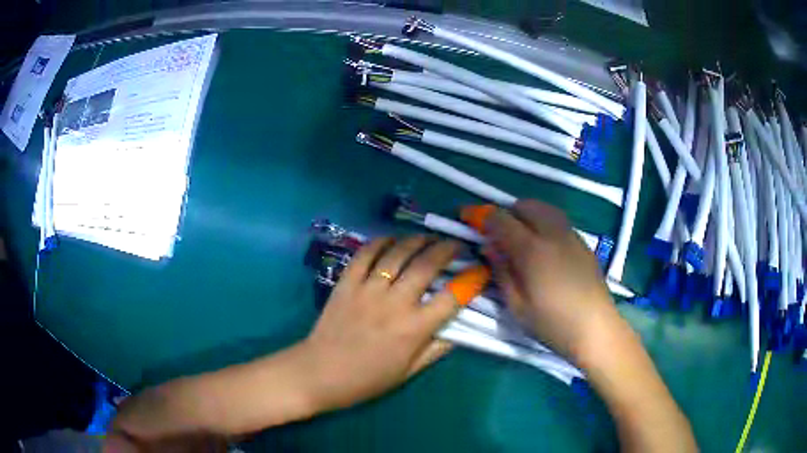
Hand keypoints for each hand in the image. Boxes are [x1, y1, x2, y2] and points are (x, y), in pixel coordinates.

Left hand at [298, 236, 462, 411]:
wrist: (320, 373)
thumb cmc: (368, 379)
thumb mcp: (409, 372)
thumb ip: (436, 349)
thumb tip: (459, 329)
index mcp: (414, 329)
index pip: (452, 297)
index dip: (472, 280)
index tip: (480, 270)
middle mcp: (395, 303)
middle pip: (428, 265)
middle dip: (447, 249)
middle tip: (456, 244)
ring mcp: (369, 289)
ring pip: (398, 253)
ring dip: (418, 240)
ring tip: (428, 238)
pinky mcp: (347, 282)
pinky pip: (366, 254)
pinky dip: (381, 242)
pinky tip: (392, 240)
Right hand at [484, 199, 620, 361]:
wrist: (595, 328)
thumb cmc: (552, 324)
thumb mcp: (517, 305)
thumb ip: (502, 271)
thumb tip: (488, 247)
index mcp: (532, 250)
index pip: (502, 219)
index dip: (483, 217)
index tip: (471, 220)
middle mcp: (552, 234)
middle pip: (526, 205)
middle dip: (508, 212)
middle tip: (499, 233)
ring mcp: (571, 236)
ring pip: (545, 209)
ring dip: (528, 214)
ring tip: (521, 235)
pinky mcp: (583, 243)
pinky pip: (559, 221)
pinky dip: (545, 223)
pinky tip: (544, 246)